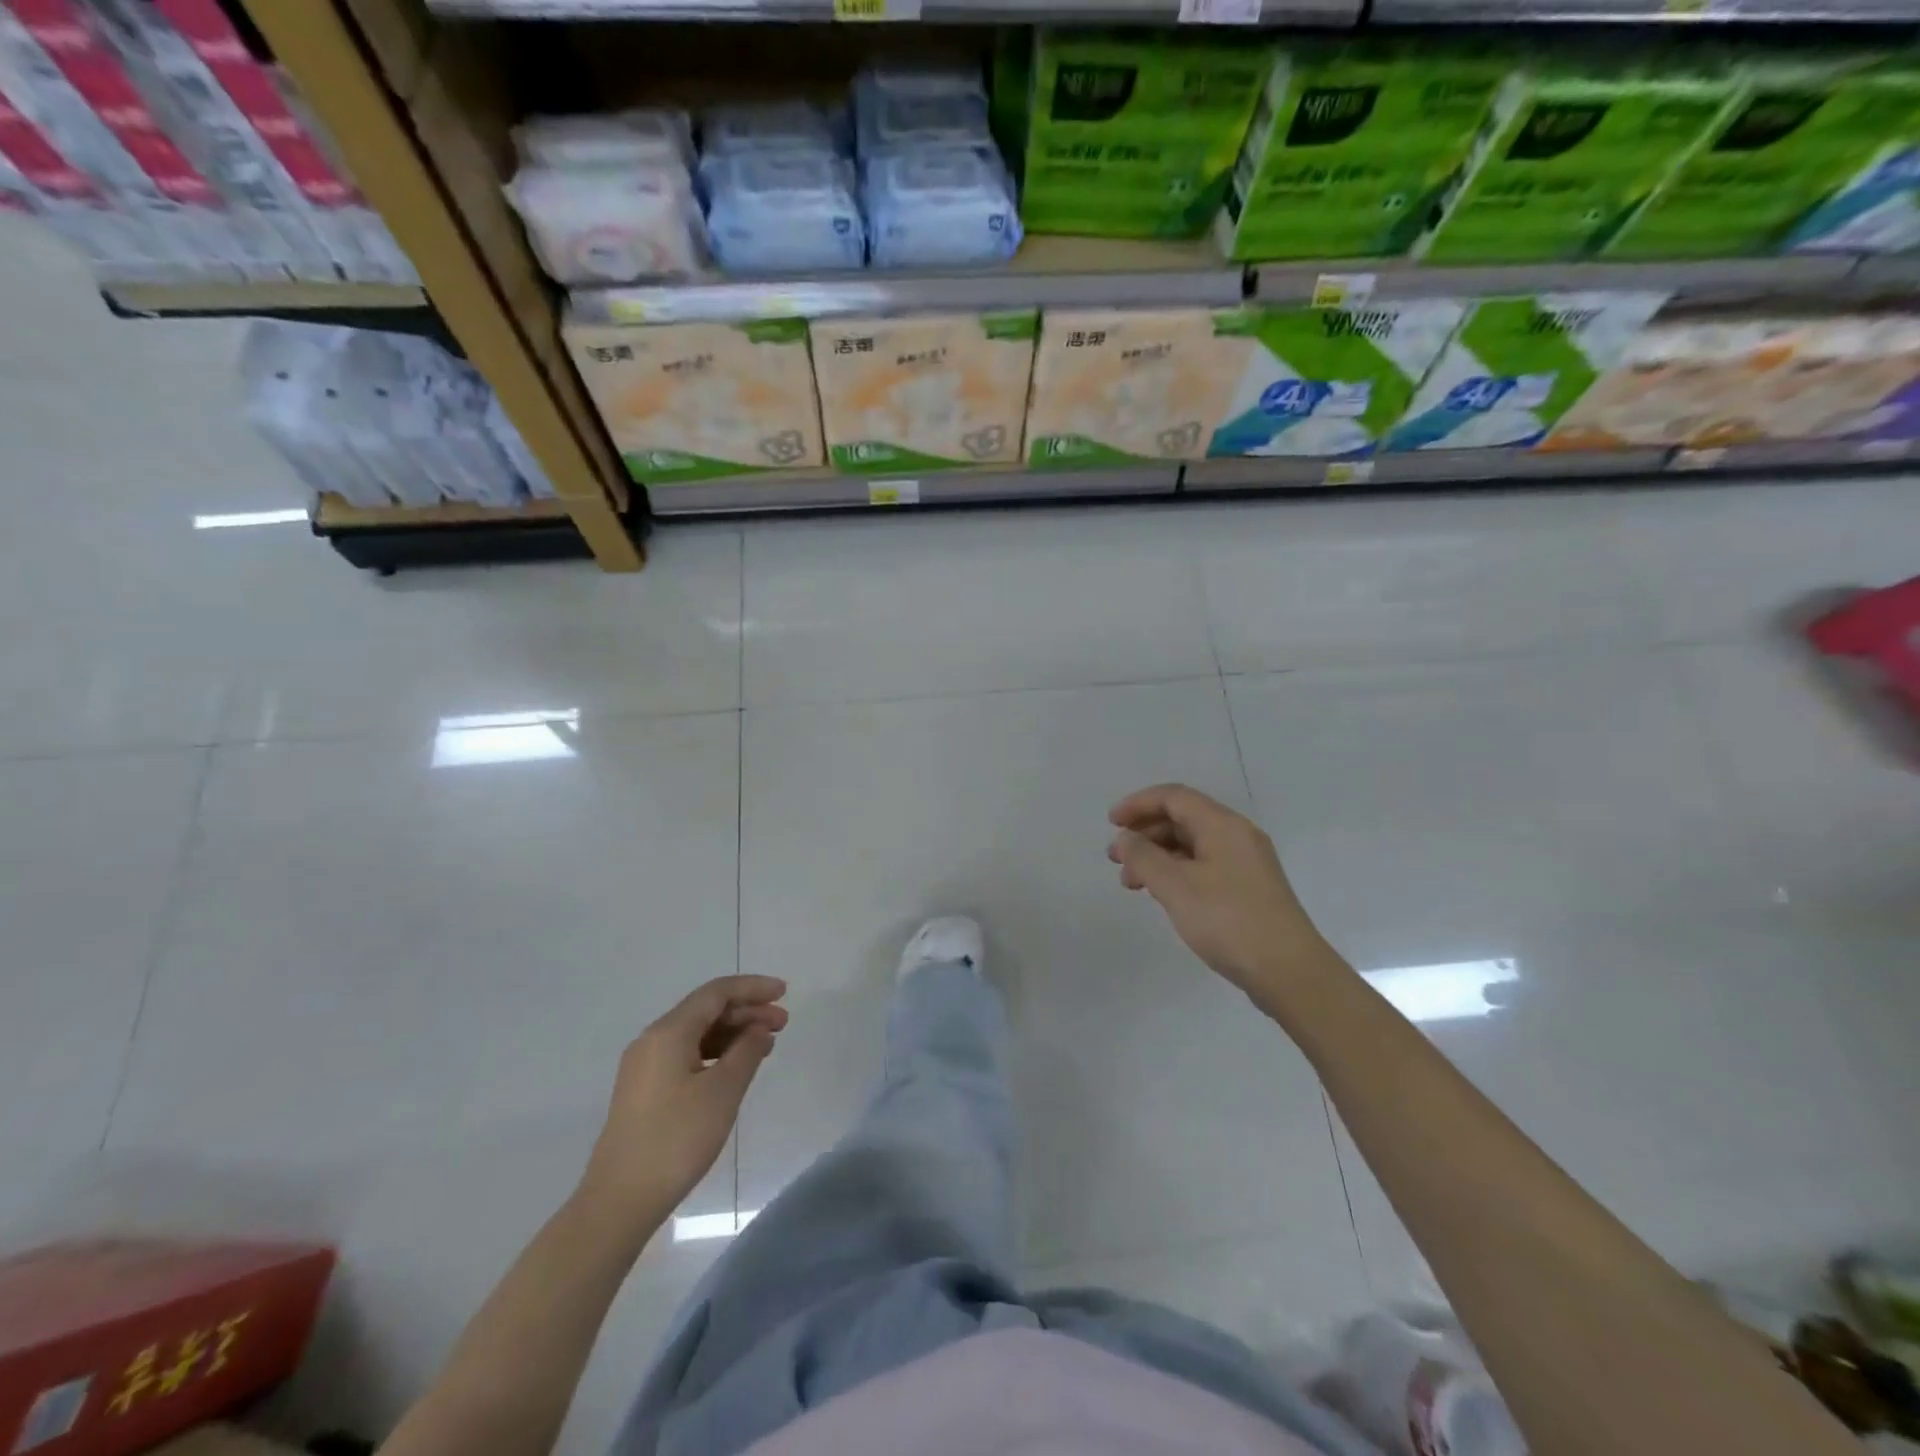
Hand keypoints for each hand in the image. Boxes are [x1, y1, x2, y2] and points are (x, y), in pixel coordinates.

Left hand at [578, 975, 788, 1223]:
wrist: (620, 1201)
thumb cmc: (676, 1139)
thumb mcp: (722, 1092)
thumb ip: (746, 1051)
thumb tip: (758, 1028)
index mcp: (668, 1032)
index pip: (716, 993)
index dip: (752, 988)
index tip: (784, 992)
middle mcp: (653, 1040)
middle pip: (706, 1011)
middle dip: (747, 1011)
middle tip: (783, 1023)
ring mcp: (646, 1066)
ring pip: (697, 1033)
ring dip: (733, 1033)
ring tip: (767, 1045)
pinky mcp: (646, 1090)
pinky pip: (687, 1054)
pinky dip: (717, 1053)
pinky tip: (737, 1068)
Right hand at [1108, 784, 1325, 996]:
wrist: (1290, 972)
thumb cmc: (1228, 921)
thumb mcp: (1175, 887)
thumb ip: (1143, 857)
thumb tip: (1125, 839)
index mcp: (1222, 825)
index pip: (1174, 797)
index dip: (1138, 804)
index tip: (1110, 823)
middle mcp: (1237, 835)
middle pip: (1183, 818)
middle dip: (1144, 833)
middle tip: (1115, 859)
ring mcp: (1246, 862)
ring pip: (1192, 845)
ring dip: (1157, 856)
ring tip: (1131, 883)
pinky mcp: (1248, 888)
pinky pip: (1204, 865)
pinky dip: (1176, 872)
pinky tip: (1162, 894)